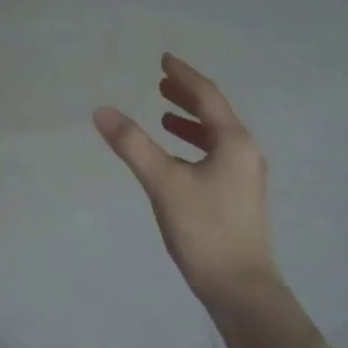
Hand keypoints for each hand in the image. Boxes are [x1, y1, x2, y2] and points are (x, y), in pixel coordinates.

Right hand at [93, 53, 278, 307]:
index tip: (164, 59)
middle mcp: (245, 153)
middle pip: (215, 114)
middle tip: (161, 82)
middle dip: (187, 97)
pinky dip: (194, 146)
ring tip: (164, 116)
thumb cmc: (205, 230)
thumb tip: (101, 111)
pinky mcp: (240, 197)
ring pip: (216, 137)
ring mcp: (246, 177)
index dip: (184, 76)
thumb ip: (133, 145)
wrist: (241, 289)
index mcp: (234, 142)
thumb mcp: (164, 184)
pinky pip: (216, 156)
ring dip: (190, 122)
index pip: (207, 96)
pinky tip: (176, 159)